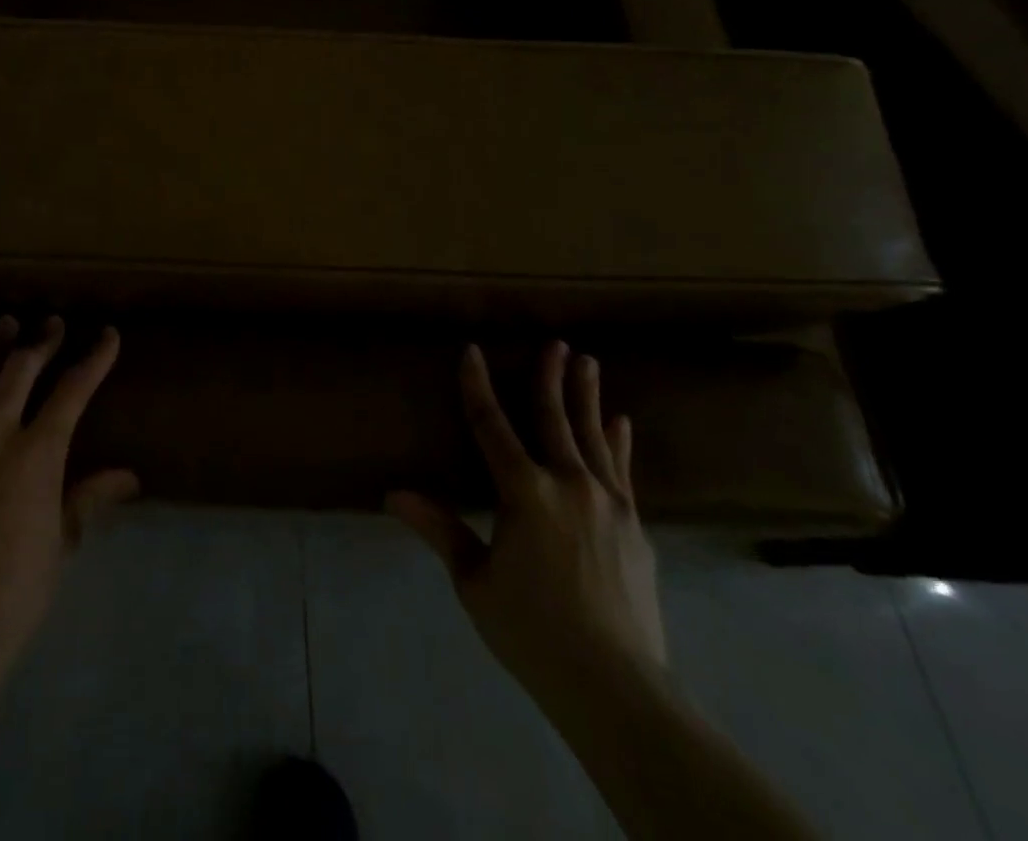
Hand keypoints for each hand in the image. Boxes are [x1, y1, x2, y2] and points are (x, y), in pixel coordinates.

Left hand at [0, 315, 138, 676]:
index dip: (94, 359)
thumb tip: (129, 477)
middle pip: (20, 371)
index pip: (73, 391)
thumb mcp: (61, 542)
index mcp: (37, 454)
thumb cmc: (15, 593)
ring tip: (4, 325)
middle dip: (40, 342)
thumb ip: (89, 498)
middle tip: (51, 323)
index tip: (107, 335)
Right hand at [389, 341, 666, 716]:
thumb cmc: (532, 631)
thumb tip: (392, 494)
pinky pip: (622, 470)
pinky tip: (621, 423)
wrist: (616, 686)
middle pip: (553, 418)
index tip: (472, 351)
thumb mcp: (475, 581)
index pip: (491, 425)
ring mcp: (608, 502)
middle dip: (549, 377)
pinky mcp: (634, 525)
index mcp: (524, 492)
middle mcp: (568, 483)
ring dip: (587, 397)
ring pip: (592, 435)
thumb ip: (439, 530)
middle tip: (555, 342)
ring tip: (587, 362)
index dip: (478, 386)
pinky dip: (619, 442)